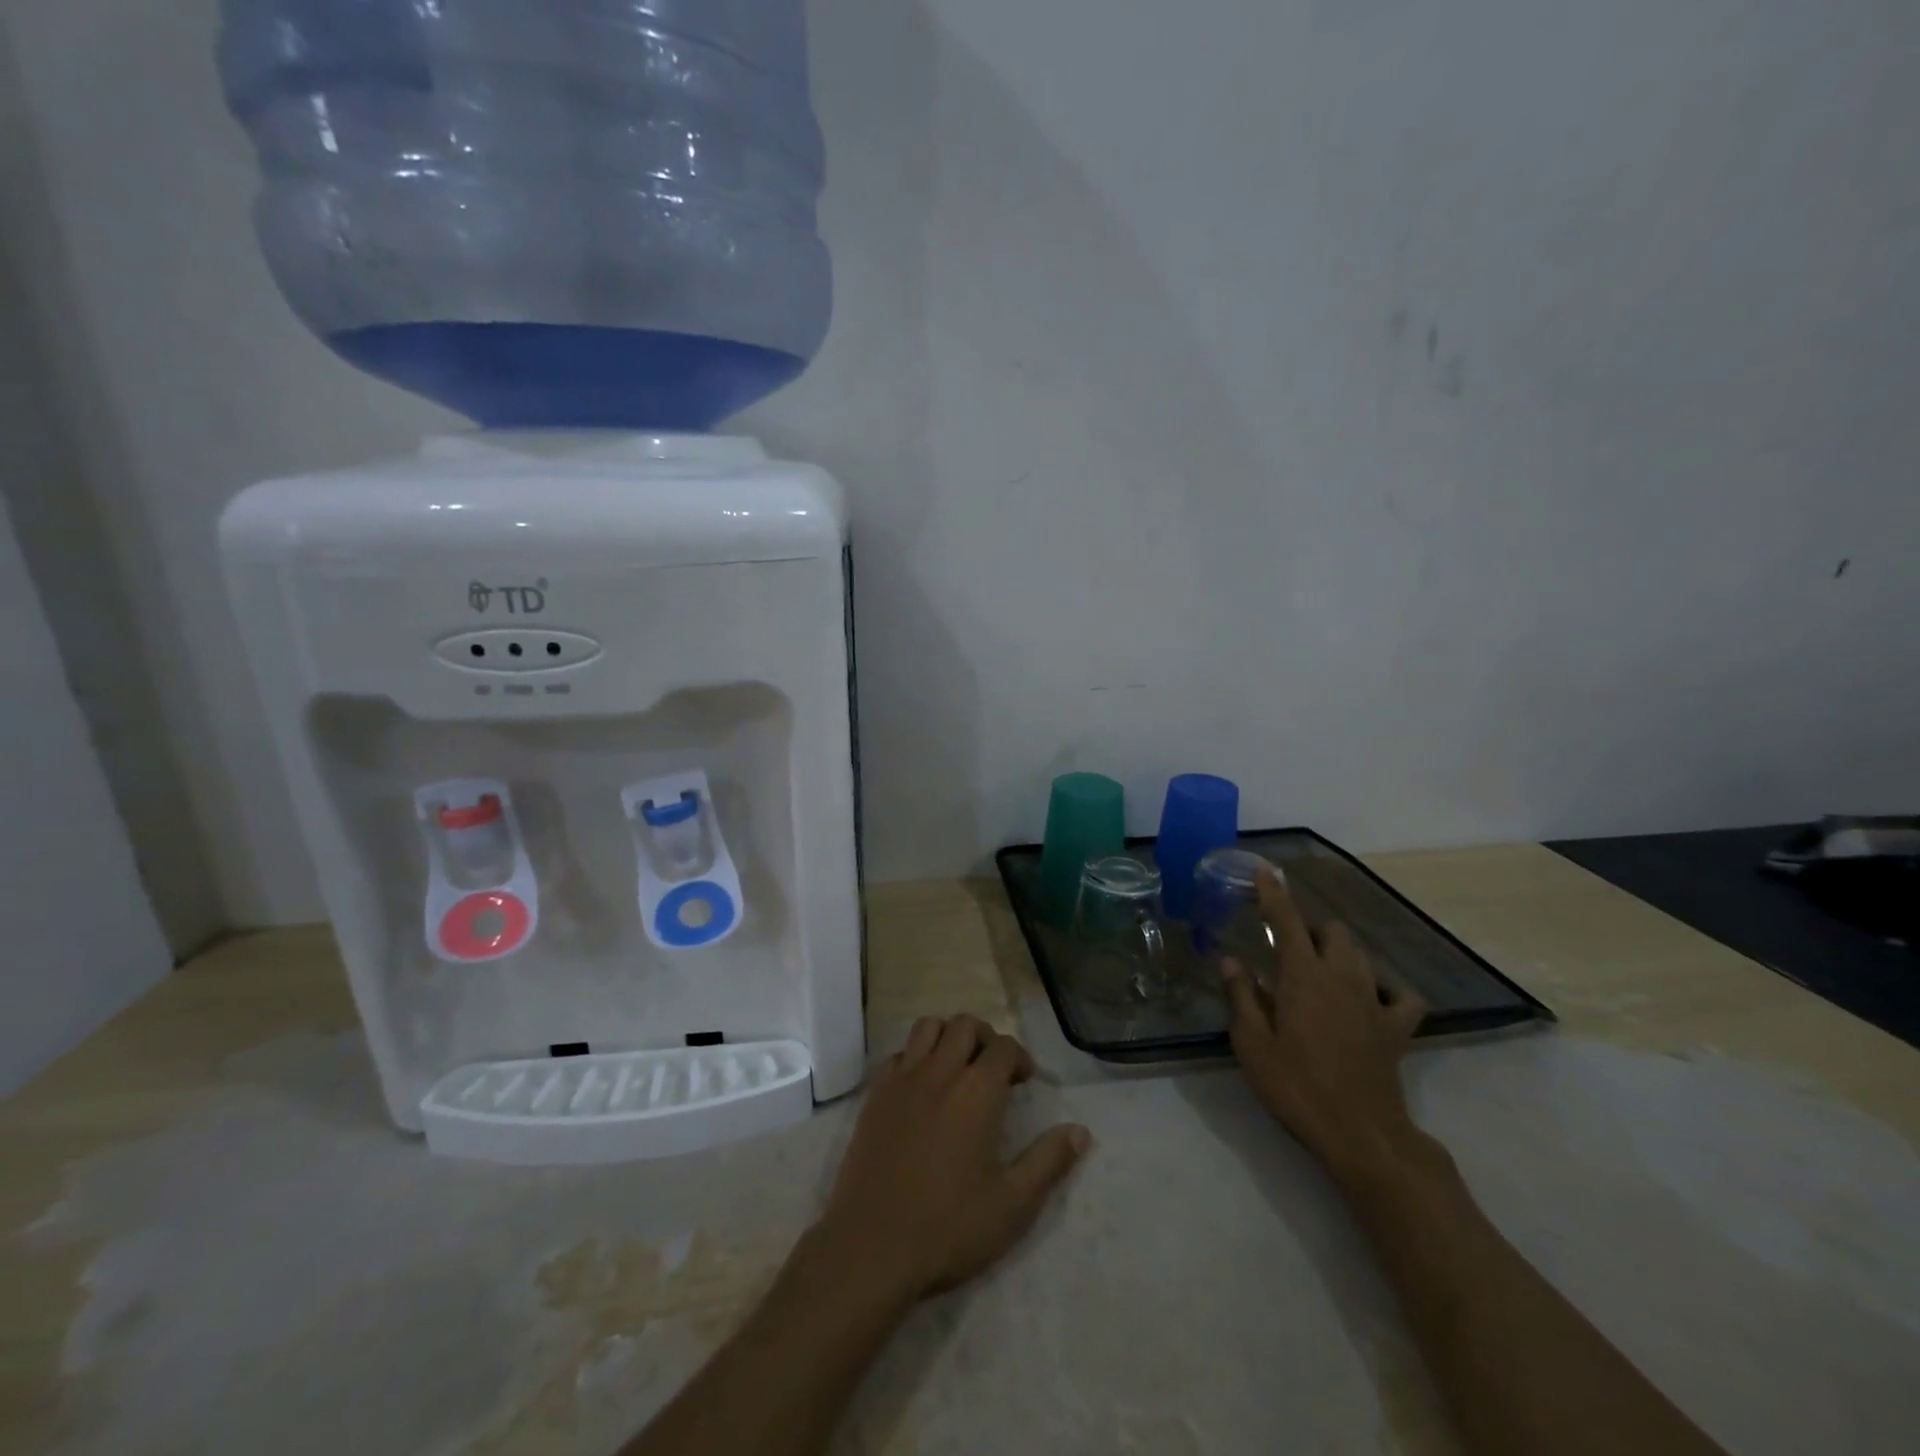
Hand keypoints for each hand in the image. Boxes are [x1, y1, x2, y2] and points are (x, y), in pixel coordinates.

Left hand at [812, 1016, 1090, 1302]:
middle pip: (965, 1025)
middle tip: (994, 1071)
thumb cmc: (948, 1227)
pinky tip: (920, 1089)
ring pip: (928, 1028)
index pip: (1004, 1047)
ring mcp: (902, 1080)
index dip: (1019, 1057)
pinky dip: (915, 1057)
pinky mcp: (874, 1095)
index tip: (1024, 1082)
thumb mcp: (1012, 1205)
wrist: (870, 1247)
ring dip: (948, 1037)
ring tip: (957, 1068)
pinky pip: (898, 1054)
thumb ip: (1048, 1162)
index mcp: (977, 1091)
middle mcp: (939, 1072)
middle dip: (986, 1038)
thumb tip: (1081, 1131)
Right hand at [1222, 867, 1428, 1179]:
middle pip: (1331, 931)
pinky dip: (1385, 988)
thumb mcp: (1252, 1045)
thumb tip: (1230, 960)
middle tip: (1287, 948)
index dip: (1273, 893)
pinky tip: (1371, 996)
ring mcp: (1373, 1001)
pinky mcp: (1396, 1028)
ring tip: (1320, 967)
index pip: (1286, 921)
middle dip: (1309, 928)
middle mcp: (1341, 977)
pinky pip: (1400, 995)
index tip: (1265, 870)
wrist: (1361, 1134)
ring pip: (1361, 954)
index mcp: (1302, 976)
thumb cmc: (1296, 1086)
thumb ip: (1242, 997)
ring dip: (1339, 951)